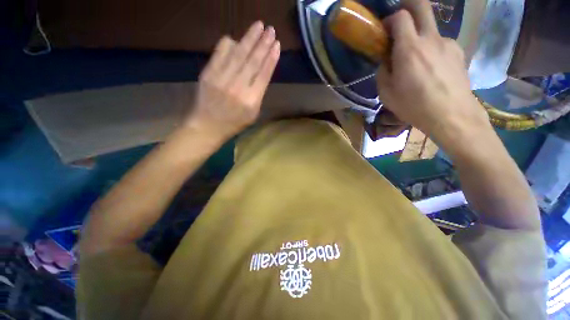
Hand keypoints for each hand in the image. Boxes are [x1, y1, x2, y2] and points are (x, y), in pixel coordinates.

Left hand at [187, 21, 280, 139]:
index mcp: (251, 100)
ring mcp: (222, 79)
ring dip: (250, 38)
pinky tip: (236, 38)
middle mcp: (238, 87)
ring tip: (258, 26)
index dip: (271, 58)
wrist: (208, 126)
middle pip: (253, 61)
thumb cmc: (235, 122)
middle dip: (263, 44)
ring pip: (239, 54)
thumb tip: (261, 72)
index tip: (277, 45)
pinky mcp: (209, 73)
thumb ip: (258, 94)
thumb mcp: (253, 114)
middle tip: (271, 29)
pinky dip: (229, 44)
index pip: (264, 75)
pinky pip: (220, 53)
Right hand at [376, 0, 488, 138]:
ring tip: (416, 60)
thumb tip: (386, 61)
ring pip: (431, 28)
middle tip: (399, 22)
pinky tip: (431, 68)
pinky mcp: (458, 51)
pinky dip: (432, 49)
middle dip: (408, 6)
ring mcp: (447, 43)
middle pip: (422, 5)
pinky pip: (441, 43)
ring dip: (419, 36)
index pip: (400, 16)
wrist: (451, 115)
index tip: (384, 30)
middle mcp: (430, 39)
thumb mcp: (386, 94)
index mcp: (409, 49)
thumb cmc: (414, 106)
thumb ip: (383, 72)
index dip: (390, 19)